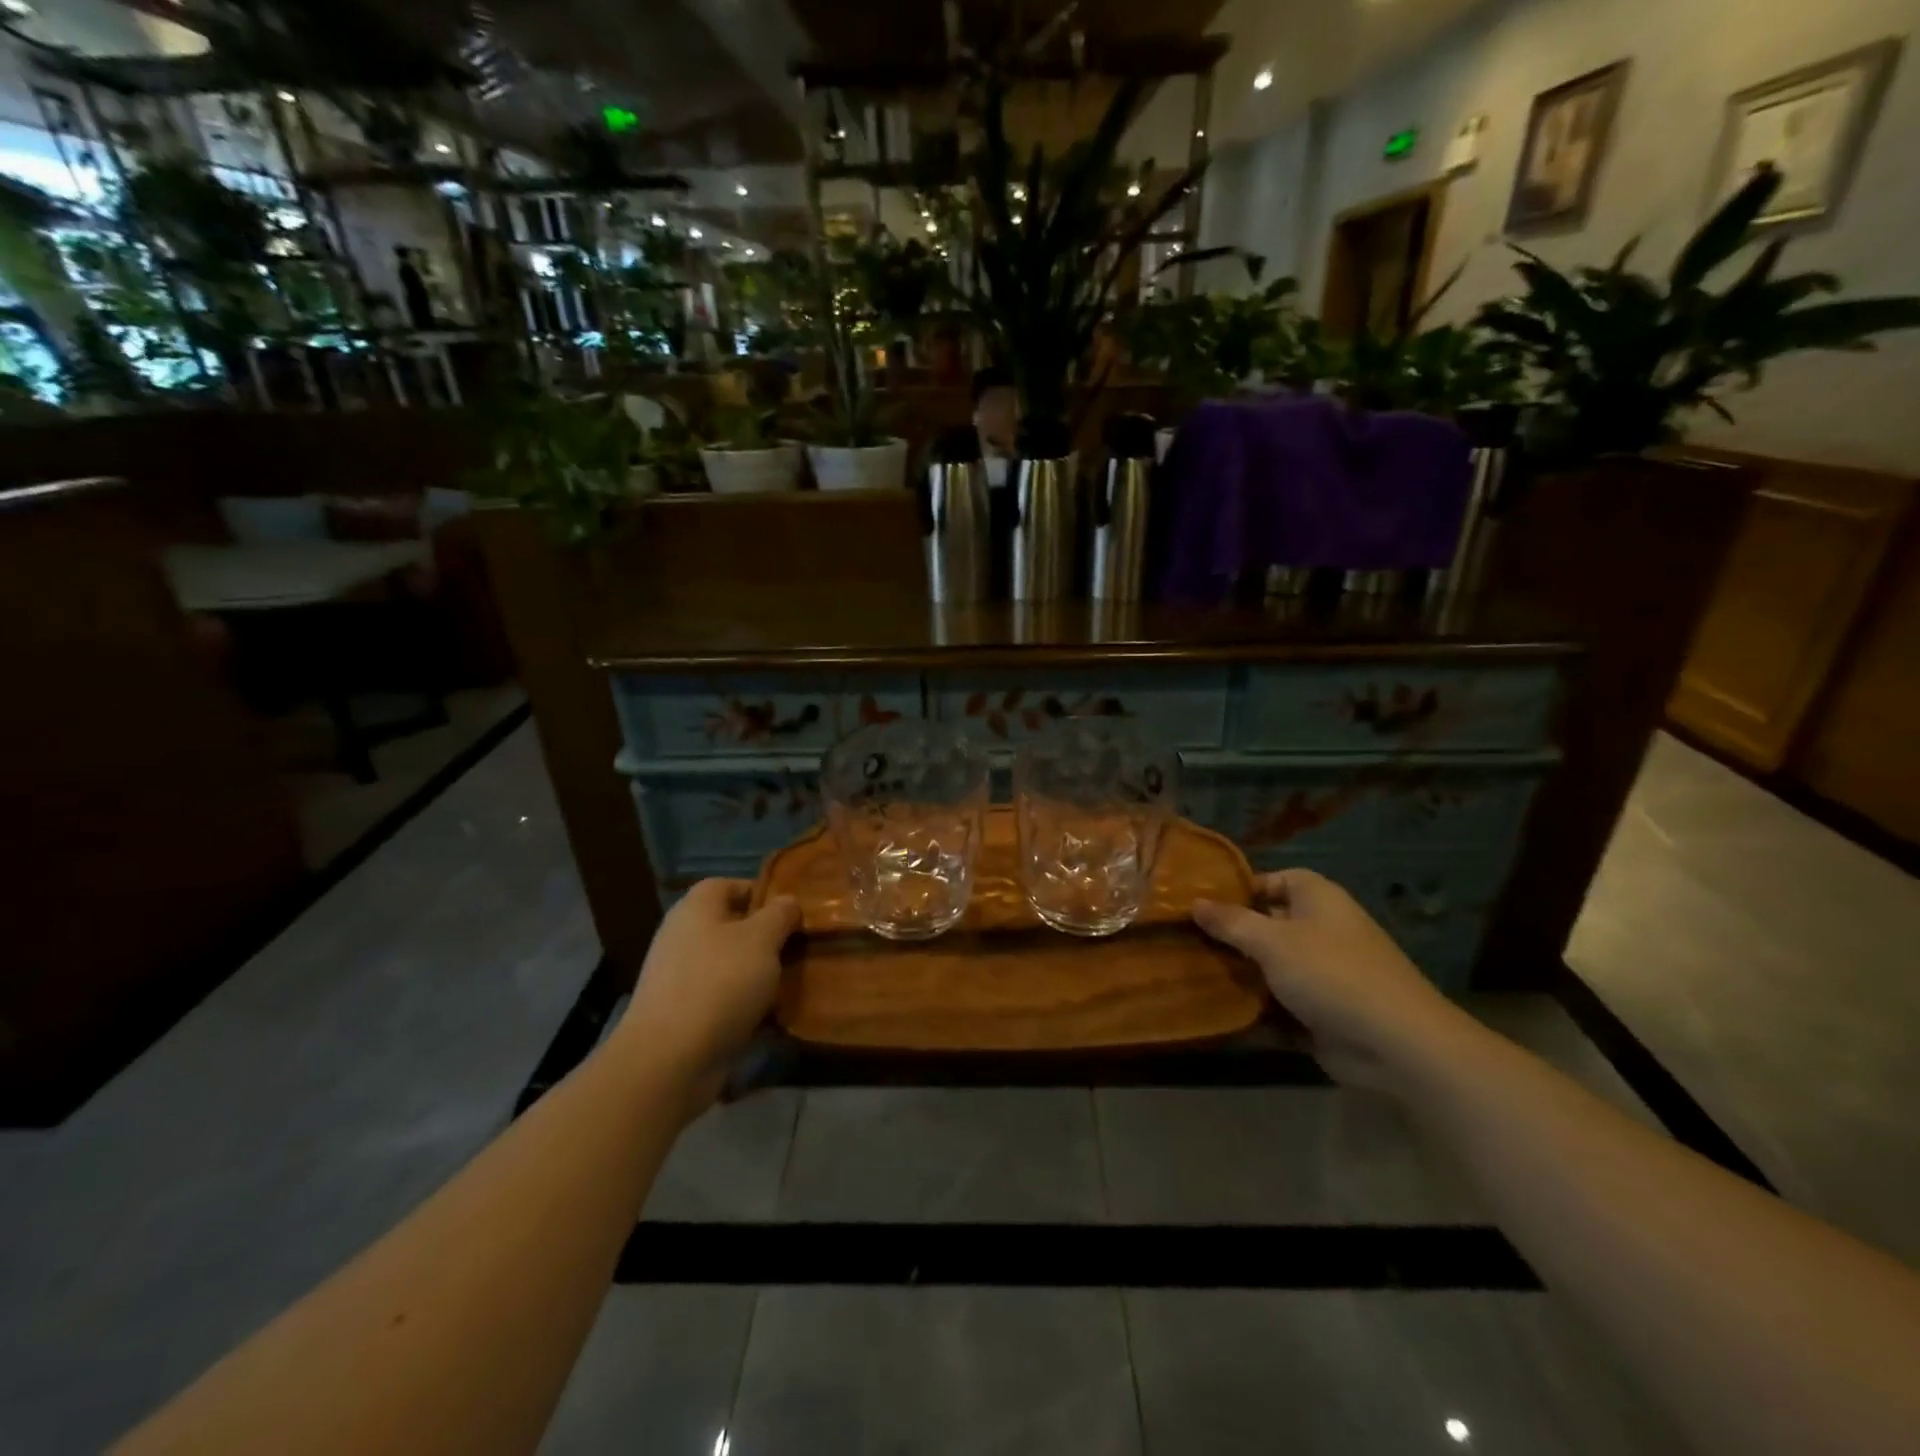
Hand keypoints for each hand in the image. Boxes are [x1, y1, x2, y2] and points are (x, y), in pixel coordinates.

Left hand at [615, 880, 799, 1114]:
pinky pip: (723, 998)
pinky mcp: (683, 1014)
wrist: (670, 1060)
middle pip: (732, 926)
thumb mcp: (762, 939)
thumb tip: (788, 902)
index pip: (729, 885)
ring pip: (730, 964)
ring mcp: (680, 977)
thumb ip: (780, 914)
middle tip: (800, 948)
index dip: (762, 893)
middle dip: (767, 937)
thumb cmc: (719, 983)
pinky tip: (773, 1016)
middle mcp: (683, 936)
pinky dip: (746, 1004)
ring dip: (759, 973)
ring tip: (793, 982)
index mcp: (696, 908)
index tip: (792, 911)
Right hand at [1193, 870, 1470, 1092]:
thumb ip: (1231, 922)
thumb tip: (1195, 902)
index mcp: (1318, 900)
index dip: (1241, 888)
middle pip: (1268, 925)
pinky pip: (1280, 1005)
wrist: (1397, 1047)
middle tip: (1184, 940)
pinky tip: (1217, 1013)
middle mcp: (1322, 931)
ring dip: (1239, 975)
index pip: (1276, 879)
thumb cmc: (1332, 974)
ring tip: (1190, 974)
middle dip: (1230, 935)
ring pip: (1271, 968)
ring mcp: (1324, 974)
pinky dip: (1255, 1010)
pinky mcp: (1322, 1013)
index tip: (1202, 903)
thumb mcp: (1272, 941)